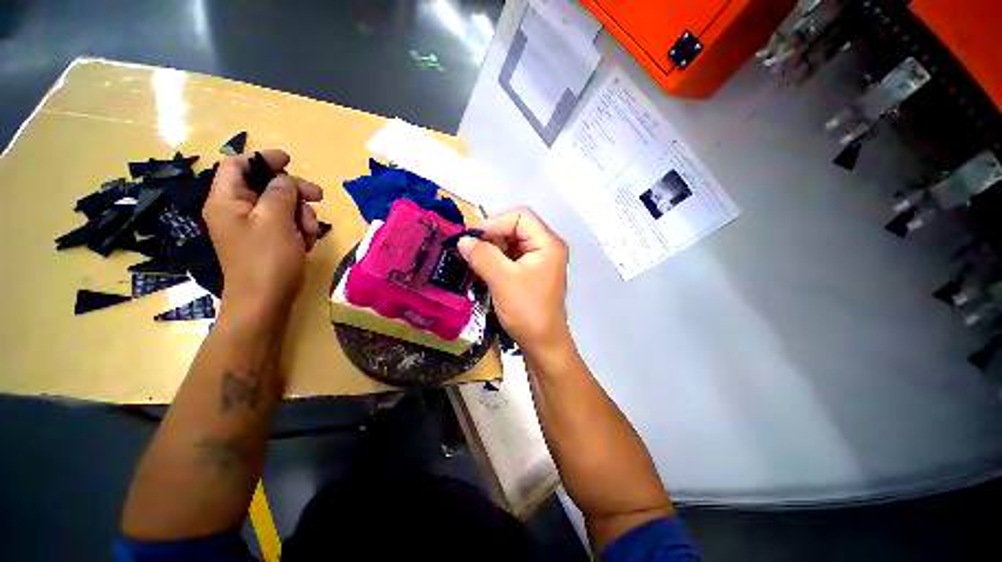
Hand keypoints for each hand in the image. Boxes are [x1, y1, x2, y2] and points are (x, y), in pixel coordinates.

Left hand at [202, 150, 323, 316]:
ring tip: (311, 233)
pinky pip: (285, 224)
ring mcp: (252, 227)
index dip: (262, 158)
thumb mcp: (276, 220)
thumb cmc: (267, 259)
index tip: (289, 161)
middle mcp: (236, 210)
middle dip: (294, 191)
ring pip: (281, 206)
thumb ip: (281, 192)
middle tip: (319, 198)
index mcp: (226, 200)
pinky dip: (299, 229)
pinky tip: (306, 243)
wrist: (265, 301)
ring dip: (302, 215)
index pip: (237, 165)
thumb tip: (285, 179)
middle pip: (266, 185)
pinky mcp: (266, 241)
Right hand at [458, 207, 569, 351]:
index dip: (493, 222)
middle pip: (514, 226)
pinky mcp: (530, 271)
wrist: (542, 343)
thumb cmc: (527, 311)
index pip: (519, 216)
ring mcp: (538, 259)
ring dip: (490, 248)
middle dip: (490, 236)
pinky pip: (510, 256)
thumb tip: (462, 239)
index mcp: (547, 243)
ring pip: (510, 241)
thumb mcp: (503, 280)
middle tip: (468, 249)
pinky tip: (482, 267)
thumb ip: (482, 256)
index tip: (470, 238)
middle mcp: (545, 246)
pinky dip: (494, 259)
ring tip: (472, 260)